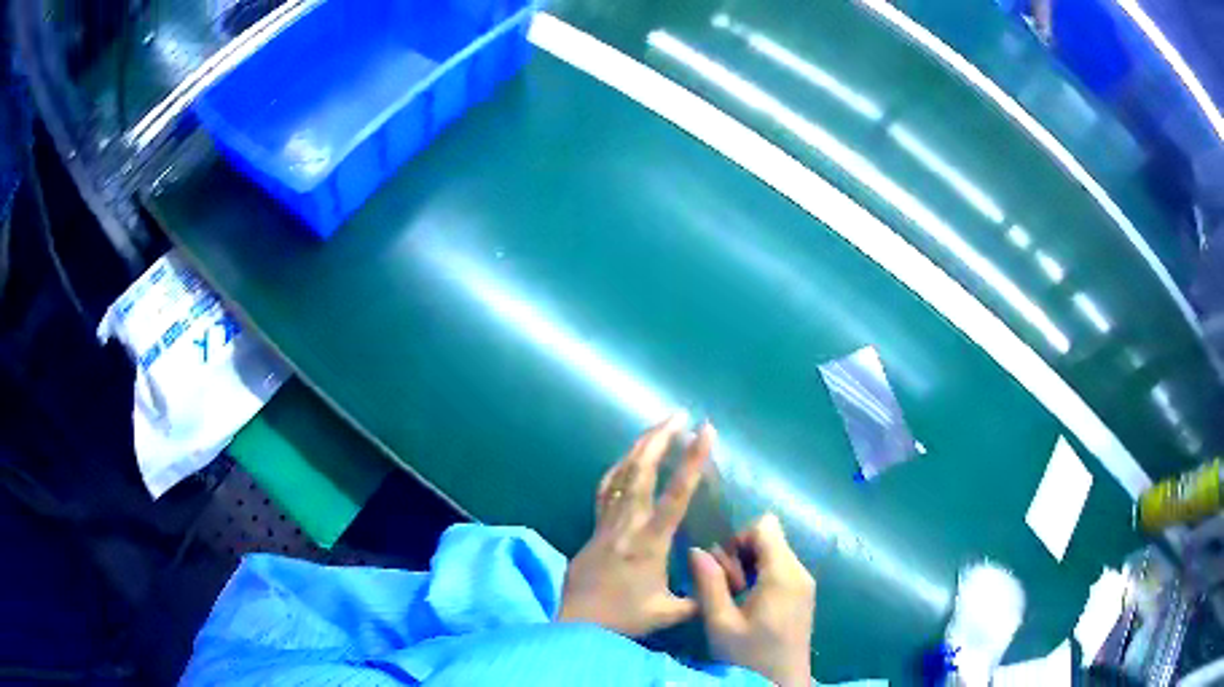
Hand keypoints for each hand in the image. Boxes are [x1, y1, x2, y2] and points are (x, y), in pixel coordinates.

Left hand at [558, 412, 716, 635]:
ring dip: (639, 447)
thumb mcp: (669, 613)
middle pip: (642, 472)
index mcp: (650, 543)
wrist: (575, 622)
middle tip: (679, 415)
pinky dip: (618, 468)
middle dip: (661, 439)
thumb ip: (700, 597)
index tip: (705, 431)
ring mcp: (606, 524)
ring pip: (621, 475)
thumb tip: (722, 583)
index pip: (675, 495)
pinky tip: (627, 459)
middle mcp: (627, 525)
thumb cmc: (623, 618)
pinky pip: (605, 489)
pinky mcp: (593, 528)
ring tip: (657, 427)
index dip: (692, 461)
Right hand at [690, 513, 815, 686]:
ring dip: (750, 568)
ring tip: (735, 598)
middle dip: (742, 555)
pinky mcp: (803, 595)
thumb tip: (696, 550)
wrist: (781, 684)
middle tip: (727, 588)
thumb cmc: (749, 656)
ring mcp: (805, 584)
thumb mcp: (721, 623)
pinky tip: (748, 605)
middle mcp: (800, 571)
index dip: (739, 538)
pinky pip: (781, 570)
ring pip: (775, 554)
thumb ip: (709, 584)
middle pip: (770, 539)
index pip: (765, 526)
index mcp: (783, 574)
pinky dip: (762, 578)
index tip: (723, 567)